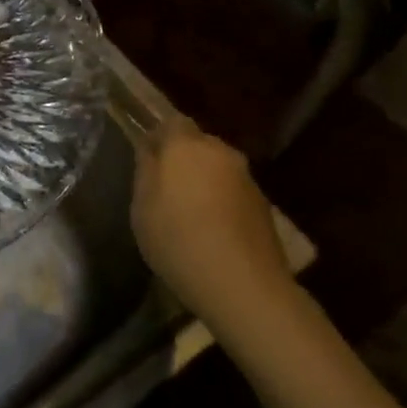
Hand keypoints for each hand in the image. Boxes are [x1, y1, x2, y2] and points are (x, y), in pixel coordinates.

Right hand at [132, 121, 299, 345]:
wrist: (243, 285)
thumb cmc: (178, 239)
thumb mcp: (142, 207)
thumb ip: (145, 171)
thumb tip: (150, 151)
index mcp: (186, 145)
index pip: (171, 122)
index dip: (158, 137)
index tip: (146, 159)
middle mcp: (220, 152)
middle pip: (198, 144)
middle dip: (183, 158)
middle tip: (166, 187)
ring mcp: (246, 179)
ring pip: (218, 168)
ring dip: (204, 181)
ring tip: (190, 212)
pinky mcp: (264, 206)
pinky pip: (233, 192)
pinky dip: (222, 202)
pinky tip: (213, 230)